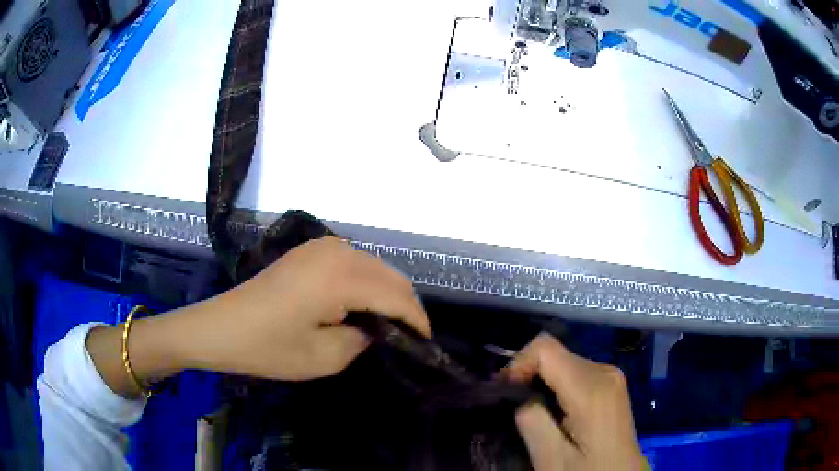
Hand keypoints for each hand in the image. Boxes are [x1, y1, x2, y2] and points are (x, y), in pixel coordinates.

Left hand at [178, 236, 430, 379]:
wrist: (220, 327)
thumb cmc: (267, 348)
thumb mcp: (323, 358)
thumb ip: (363, 339)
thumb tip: (379, 328)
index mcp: (339, 277)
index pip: (396, 295)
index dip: (417, 320)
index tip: (427, 343)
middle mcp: (336, 252)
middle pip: (390, 275)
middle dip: (405, 305)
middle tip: (409, 337)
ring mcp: (321, 247)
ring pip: (375, 266)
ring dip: (387, 292)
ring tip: (387, 324)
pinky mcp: (310, 250)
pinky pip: (354, 262)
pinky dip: (367, 282)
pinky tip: (361, 304)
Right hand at [504, 334, 644, 470]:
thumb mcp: (551, 458)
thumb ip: (531, 421)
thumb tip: (519, 396)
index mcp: (591, 387)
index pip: (544, 347)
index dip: (519, 364)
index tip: (506, 393)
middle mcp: (604, 371)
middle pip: (554, 353)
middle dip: (528, 375)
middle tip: (513, 406)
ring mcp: (611, 375)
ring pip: (563, 361)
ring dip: (542, 381)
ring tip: (532, 411)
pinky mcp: (611, 383)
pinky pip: (576, 372)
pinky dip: (557, 385)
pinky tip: (555, 411)